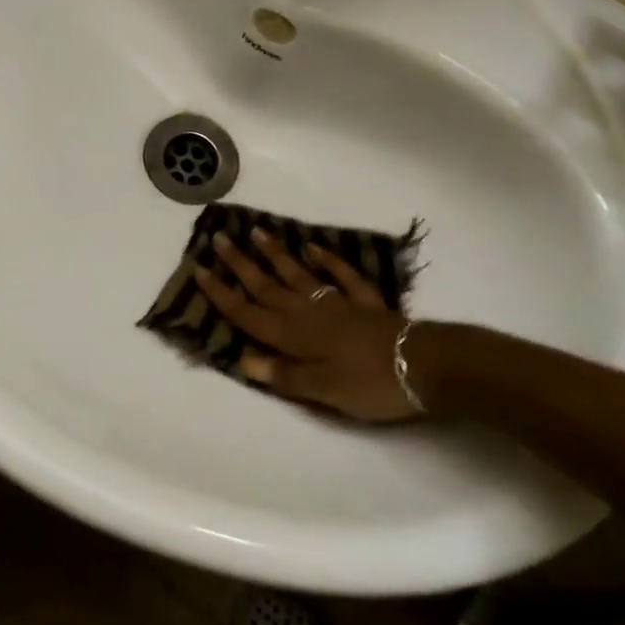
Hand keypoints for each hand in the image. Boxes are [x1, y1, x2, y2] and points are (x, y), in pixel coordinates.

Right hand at [194, 229, 420, 421]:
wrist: (426, 365)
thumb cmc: (371, 384)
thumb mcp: (324, 391)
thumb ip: (285, 376)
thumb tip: (244, 359)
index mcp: (294, 337)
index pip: (248, 314)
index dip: (222, 294)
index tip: (199, 269)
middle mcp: (308, 313)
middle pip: (266, 287)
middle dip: (240, 265)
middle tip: (219, 238)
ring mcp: (337, 303)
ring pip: (298, 275)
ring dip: (276, 255)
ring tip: (256, 232)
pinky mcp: (365, 304)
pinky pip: (342, 276)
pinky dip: (328, 261)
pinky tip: (315, 248)